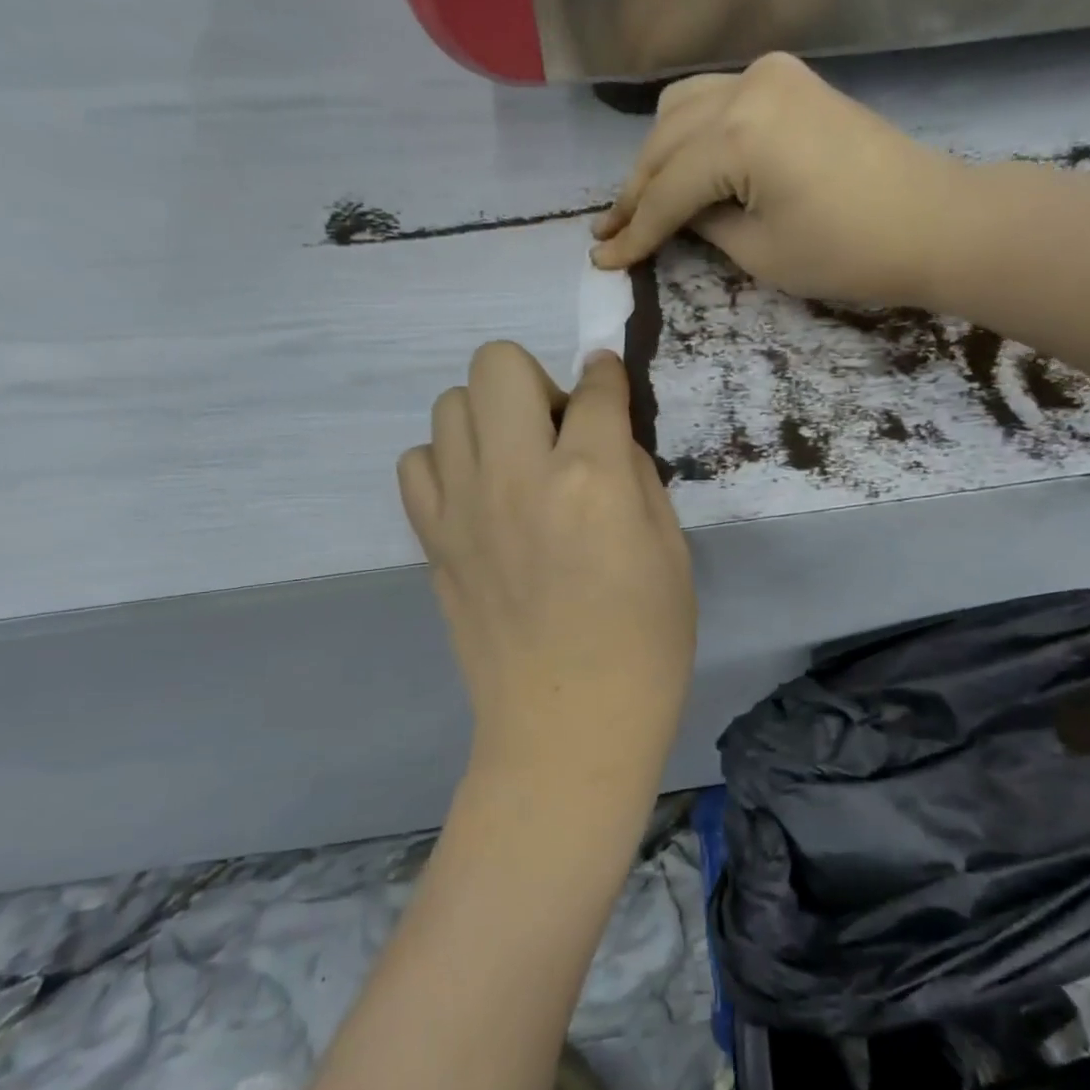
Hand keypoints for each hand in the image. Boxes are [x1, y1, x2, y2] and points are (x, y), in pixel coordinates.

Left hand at [397, 342, 695, 797]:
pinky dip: (449, 462)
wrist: (567, 726)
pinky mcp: (432, 538)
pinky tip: (481, 496)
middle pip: (497, 363)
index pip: (595, 388)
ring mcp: (464, 506)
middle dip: (535, 381)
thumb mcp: (671, 551)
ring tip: (517, 466)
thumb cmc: (644, 646)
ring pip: (449, 404)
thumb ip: (637, 477)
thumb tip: (607, 436)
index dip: (607, 375)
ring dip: (490, 419)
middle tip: (558, 434)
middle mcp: (519, 476)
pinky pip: (418, 462)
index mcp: (591, 480)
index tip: (607, 379)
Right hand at [591, 52, 986, 309]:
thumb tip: (675, 215)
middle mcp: (745, 86)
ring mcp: (770, 74)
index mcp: (738, 133)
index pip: (666, 190)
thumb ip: (703, 225)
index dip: (633, 232)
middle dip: (635, 192)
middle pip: (665, 142)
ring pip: (684, 109)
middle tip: (609, 234)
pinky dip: (691, 133)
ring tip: (639, 203)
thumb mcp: (760, 253)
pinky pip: (717, 99)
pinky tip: (680, 164)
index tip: (601, 260)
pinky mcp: (790, 80)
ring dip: (656, 157)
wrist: (932, 222)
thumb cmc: (849, 252)